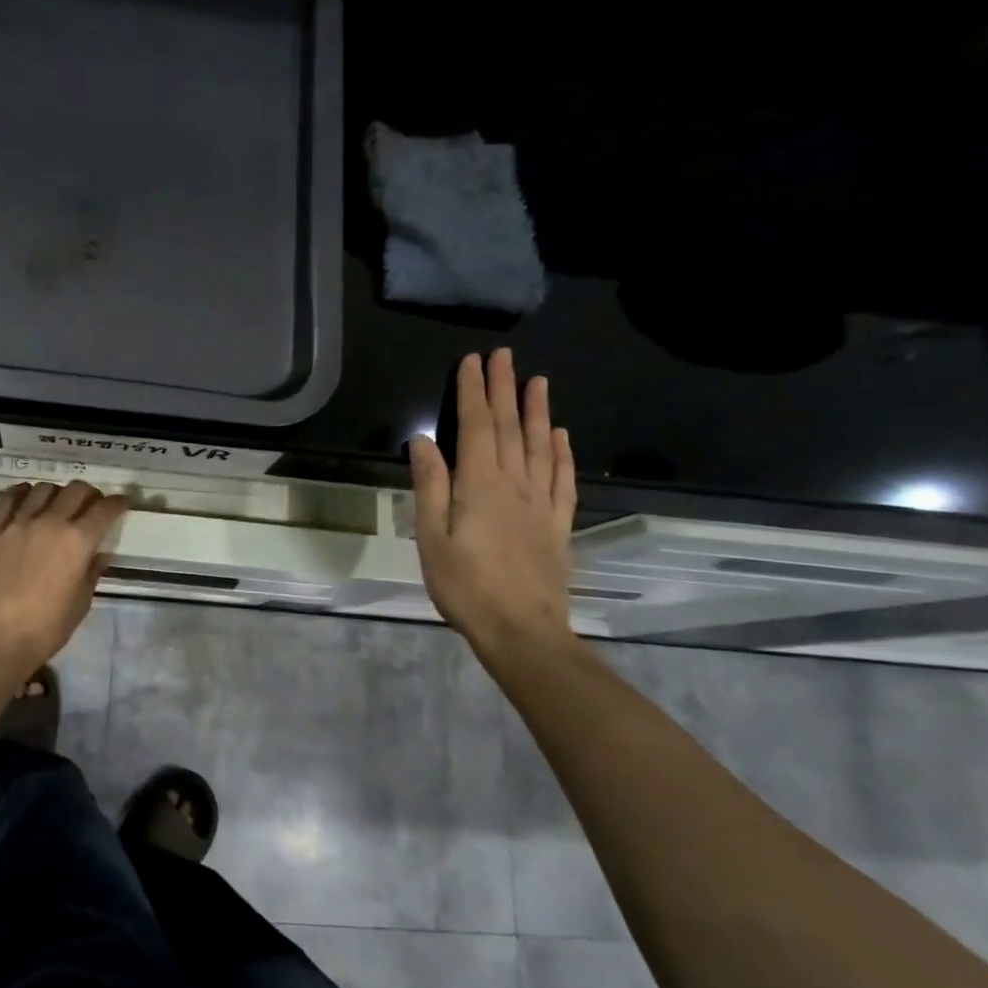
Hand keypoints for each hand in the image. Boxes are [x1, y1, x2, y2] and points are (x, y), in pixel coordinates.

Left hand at [0, 480, 126, 673]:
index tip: (121, 504)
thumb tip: (99, 553)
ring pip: (43, 488)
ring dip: (57, 493)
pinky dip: (22, 493)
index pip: (105, 509)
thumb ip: (92, 571)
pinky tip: (26, 499)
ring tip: (56, 505)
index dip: (118, 503)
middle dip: (90, 494)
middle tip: (91, 506)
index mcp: (78, 541)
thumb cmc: (47, 628)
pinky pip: (9, 497)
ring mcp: (19, 523)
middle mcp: (50, 522)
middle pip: (76, 490)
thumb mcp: (81, 602)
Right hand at [408, 349, 577, 659]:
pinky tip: (561, 436)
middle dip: (505, 389)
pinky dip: (562, 453)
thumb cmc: (466, 587)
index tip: (472, 361)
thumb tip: (424, 441)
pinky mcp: (557, 525)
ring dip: (538, 411)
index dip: (474, 392)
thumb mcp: (432, 538)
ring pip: (541, 446)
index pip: (477, 427)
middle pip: (510, 428)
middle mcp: (515, 484)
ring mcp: (541, 504)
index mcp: (480, 486)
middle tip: (504, 356)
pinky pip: (563, 479)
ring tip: (538, 381)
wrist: (522, 631)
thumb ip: (431, 486)